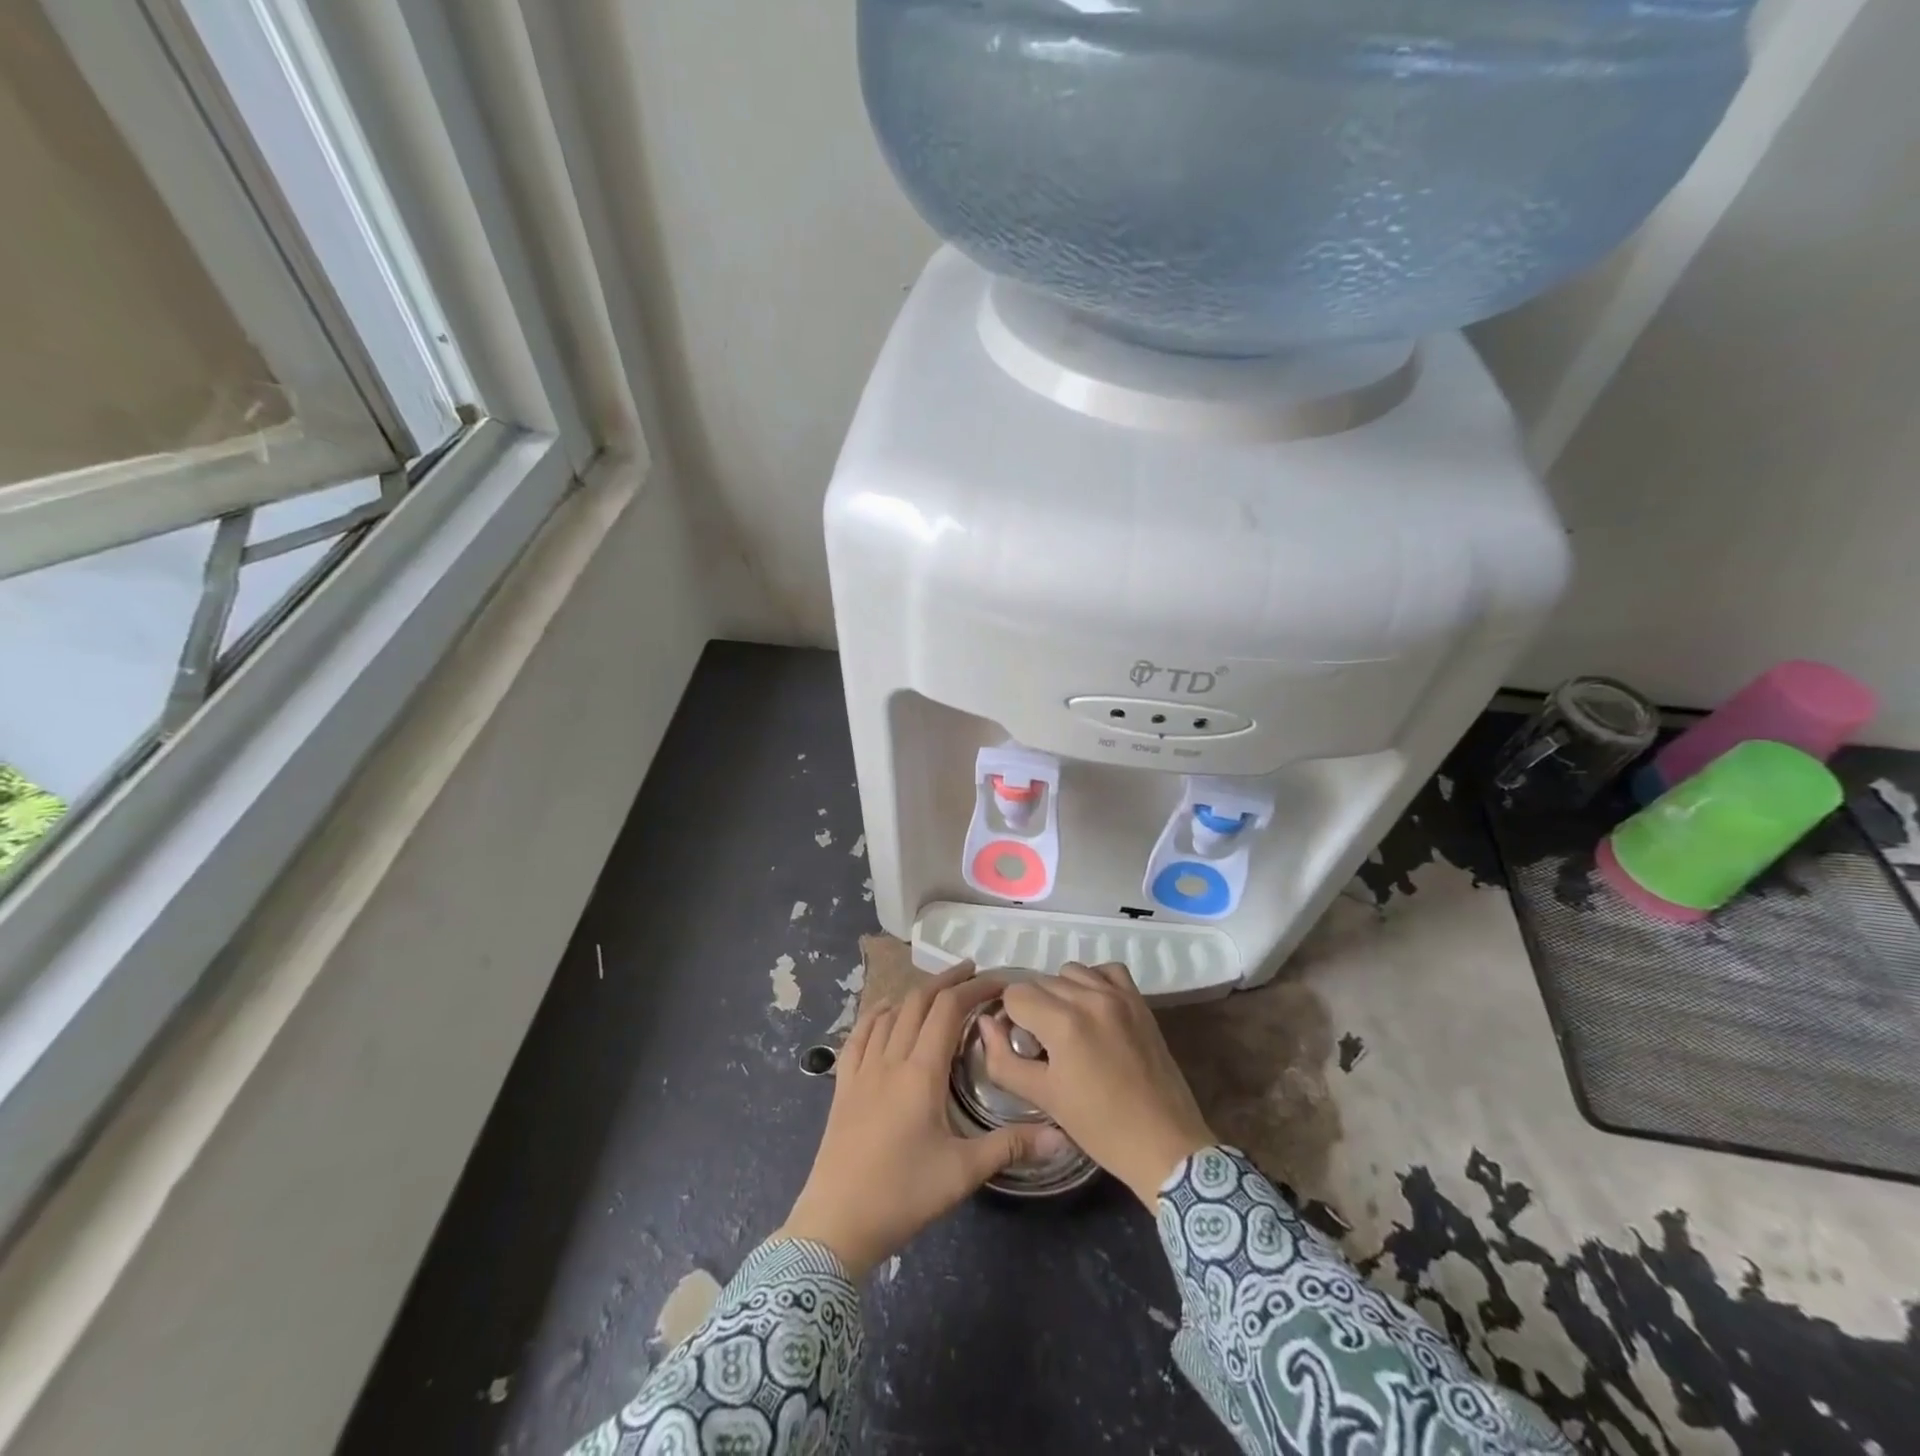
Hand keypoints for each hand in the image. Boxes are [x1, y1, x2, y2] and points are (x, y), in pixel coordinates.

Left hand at [777, 962, 1069, 1276]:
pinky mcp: (843, 1085)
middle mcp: (890, 1059)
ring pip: (889, 1013)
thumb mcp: (963, 1172)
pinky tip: (885, 1013)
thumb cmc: (903, 1195)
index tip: (999, 982)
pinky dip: (877, 1014)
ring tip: (938, 991)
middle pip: (918, 1001)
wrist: (836, 1224)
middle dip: (947, 981)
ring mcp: (862, 1069)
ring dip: (915, 994)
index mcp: (921, 1072)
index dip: (974, 988)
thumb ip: (1012, 1146)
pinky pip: (859, 1035)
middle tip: (973, 973)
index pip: (948, 1010)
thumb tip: (1063, 1137)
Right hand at [979, 963, 1215, 1207]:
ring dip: (1060, 993)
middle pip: (1040, 982)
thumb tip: (986, 1024)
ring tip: (1068, 1027)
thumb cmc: (1099, 1127)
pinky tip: (1093, 1009)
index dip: (1009, 1019)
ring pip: (1070, 972)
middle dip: (1032, 1008)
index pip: (1015, 994)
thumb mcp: (1043, 1098)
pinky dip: (1093, 981)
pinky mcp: (1139, 1001)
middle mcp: (1089, 997)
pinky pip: (1106, 970)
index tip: (1020, 1045)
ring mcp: (1118, 995)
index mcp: (1063, 1022)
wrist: (1164, 1144)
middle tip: (1042, 1045)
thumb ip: (1003, 1059)